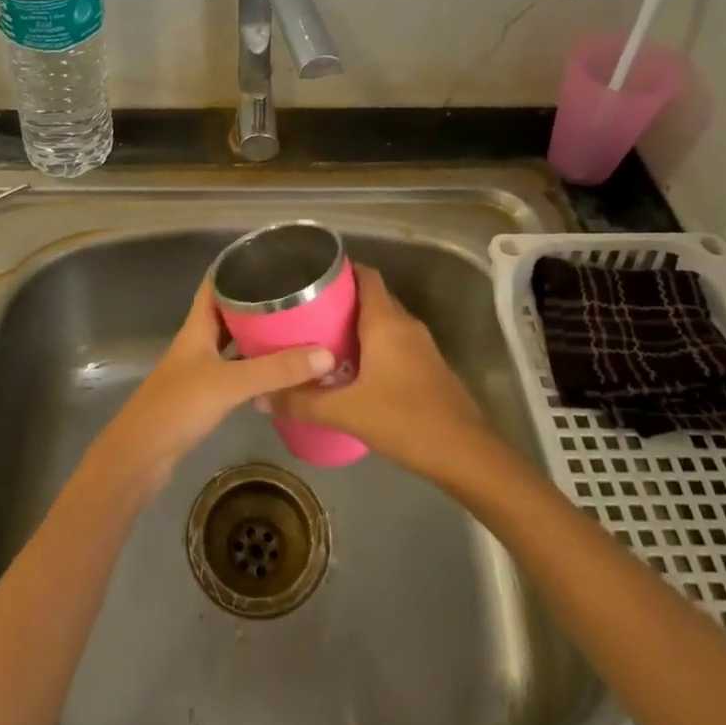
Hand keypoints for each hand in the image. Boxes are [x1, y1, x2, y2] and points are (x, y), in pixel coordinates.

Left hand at [83, 274, 334, 501]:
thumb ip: (275, 370)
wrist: (140, 456)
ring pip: (232, 343)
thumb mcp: (230, 383)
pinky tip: (278, 371)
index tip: (268, 257)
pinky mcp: (204, 396)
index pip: (215, 285)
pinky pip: (235, 371)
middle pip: (227, 313)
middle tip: (294, 295)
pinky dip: (255, 368)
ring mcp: (199, 370)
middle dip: (256, 303)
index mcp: (197, 327)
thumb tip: (325, 354)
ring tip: (294, 327)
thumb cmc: (178, 406)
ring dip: (257, 336)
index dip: (236, 268)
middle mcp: (198, 342)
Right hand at [268, 266, 490, 475]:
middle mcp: (405, 324)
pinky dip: (373, 346)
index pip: (366, 275)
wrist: (465, 454)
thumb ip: (302, 402)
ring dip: (357, 325)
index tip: (311, 278)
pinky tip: (352, 369)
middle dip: (342, 300)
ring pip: (384, 322)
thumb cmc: (405, 420)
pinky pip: (395, 342)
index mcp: (386, 321)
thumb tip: (260, 397)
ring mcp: (421, 346)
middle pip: (372, 297)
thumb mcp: (346, 412)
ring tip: (322, 339)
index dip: (341, 270)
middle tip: (306, 312)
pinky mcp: (428, 367)